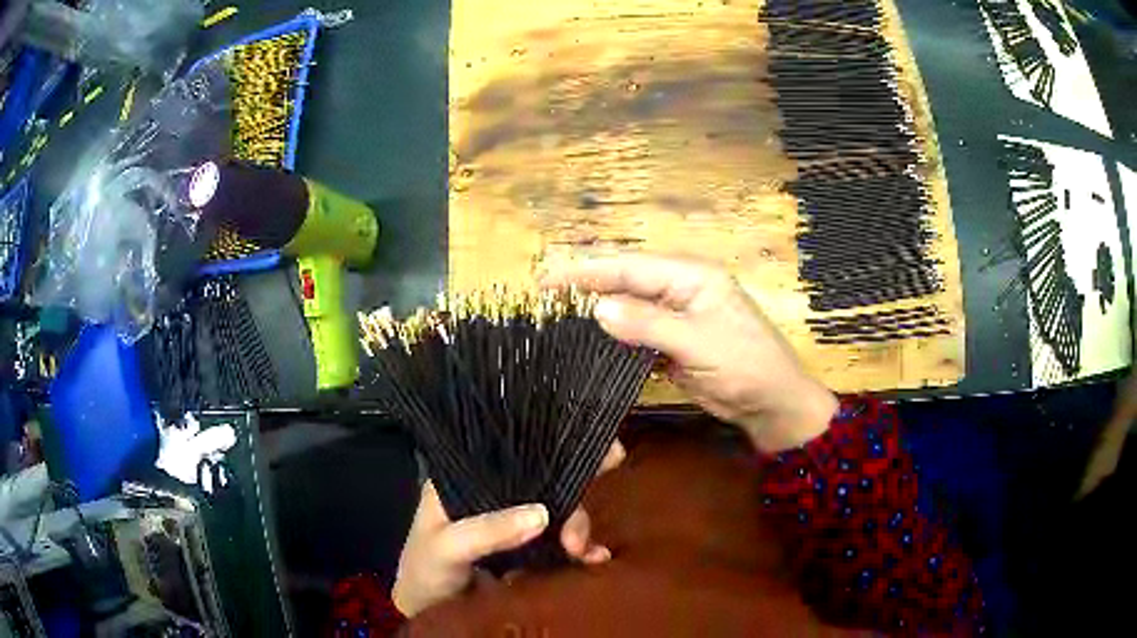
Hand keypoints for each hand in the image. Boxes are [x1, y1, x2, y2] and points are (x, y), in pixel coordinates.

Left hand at [393, 442, 623, 616]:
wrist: (430, 610)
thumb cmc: (425, 569)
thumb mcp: (446, 546)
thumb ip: (486, 531)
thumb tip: (542, 513)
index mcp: (470, 477)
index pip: (517, 451)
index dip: (556, 446)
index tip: (600, 449)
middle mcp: (497, 492)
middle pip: (546, 479)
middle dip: (575, 495)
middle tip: (580, 527)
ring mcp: (516, 520)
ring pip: (559, 510)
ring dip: (579, 527)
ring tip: (582, 551)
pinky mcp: (531, 548)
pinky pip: (563, 541)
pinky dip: (583, 549)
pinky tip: (595, 558)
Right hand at [542, 253, 836, 451]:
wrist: (771, 403)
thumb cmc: (745, 364)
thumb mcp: (698, 342)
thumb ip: (648, 325)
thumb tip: (597, 310)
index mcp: (690, 277)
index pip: (630, 267)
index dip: (588, 271)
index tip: (547, 280)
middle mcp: (680, 291)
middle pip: (625, 285)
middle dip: (587, 290)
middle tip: (543, 299)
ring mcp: (675, 318)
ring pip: (629, 312)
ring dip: (598, 316)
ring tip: (557, 321)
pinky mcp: (672, 345)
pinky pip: (636, 337)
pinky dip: (614, 341)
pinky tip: (589, 346)